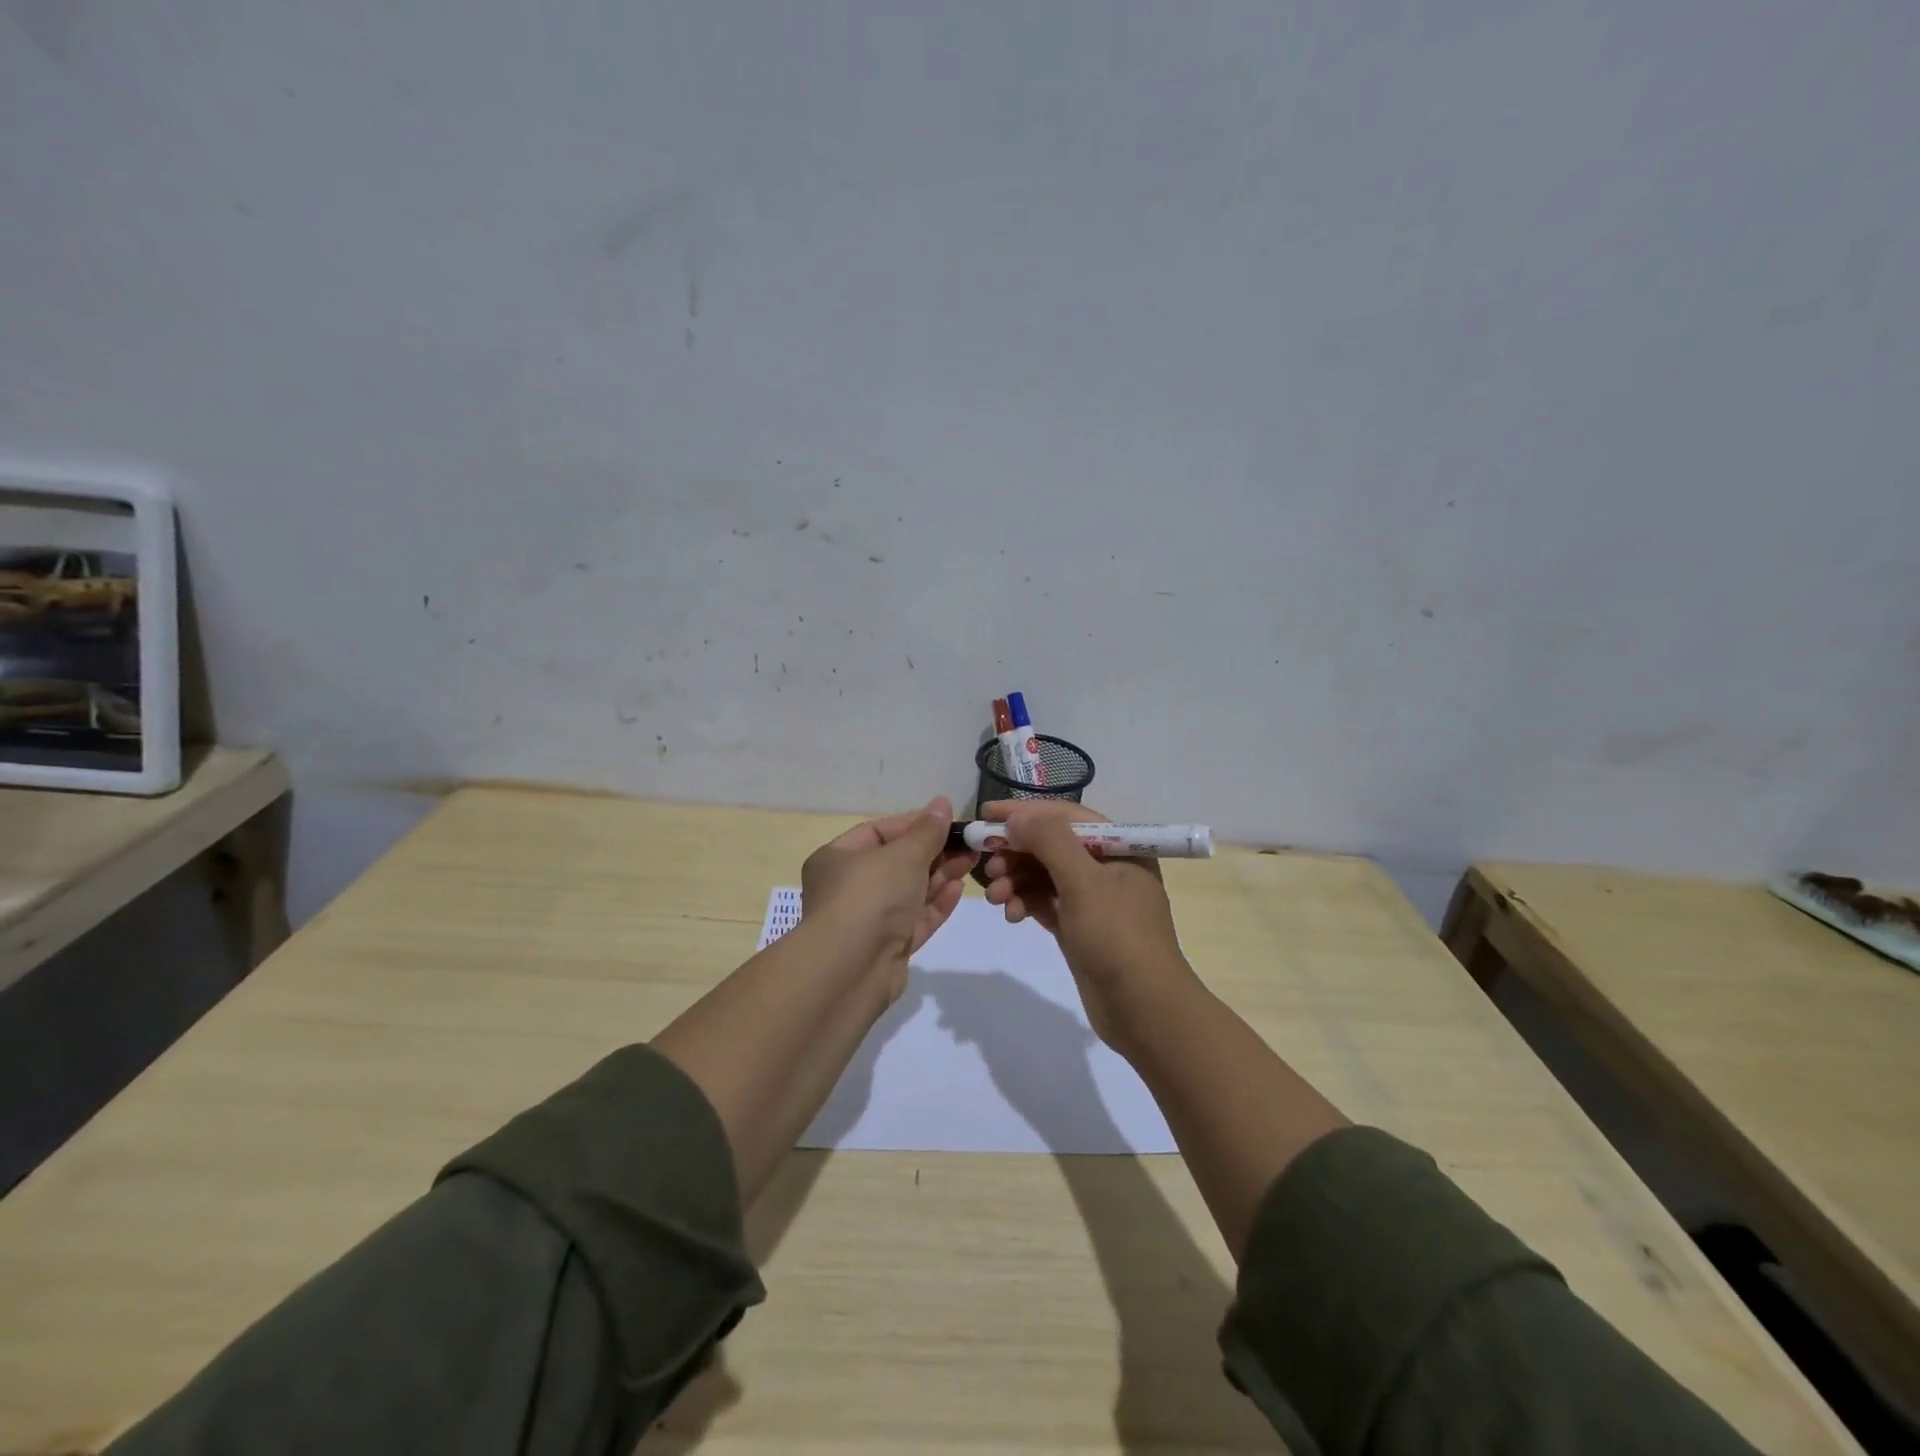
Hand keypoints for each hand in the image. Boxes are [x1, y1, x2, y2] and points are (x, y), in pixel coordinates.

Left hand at [800, 796, 973, 997]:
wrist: (850, 970)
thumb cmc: (870, 896)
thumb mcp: (903, 854)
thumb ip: (928, 831)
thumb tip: (942, 803)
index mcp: (836, 859)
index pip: (877, 832)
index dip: (913, 823)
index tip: (947, 820)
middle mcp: (847, 888)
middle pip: (896, 863)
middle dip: (933, 852)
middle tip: (968, 843)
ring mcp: (867, 922)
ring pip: (908, 893)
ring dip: (939, 876)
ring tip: (971, 860)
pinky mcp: (886, 949)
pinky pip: (914, 921)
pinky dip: (935, 905)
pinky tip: (959, 889)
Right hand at [978, 800, 1194, 1048]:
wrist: (1143, 1010)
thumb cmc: (1118, 937)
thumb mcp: (1084, 882)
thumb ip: (1050, 841)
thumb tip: (1018, 817)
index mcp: (1119, 847)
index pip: (1066, 816)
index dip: (1025, 812)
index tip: (986, 815)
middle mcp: (1107, 867)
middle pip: (1052, 845)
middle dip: (1017, 852)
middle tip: (987, 865)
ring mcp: (1093, 899)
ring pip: (1044, 875)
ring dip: (1016, 880)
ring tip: (994, 897)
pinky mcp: (1079, 926)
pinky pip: (1045, 902)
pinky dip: (1025, 903)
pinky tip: (1011, 915)